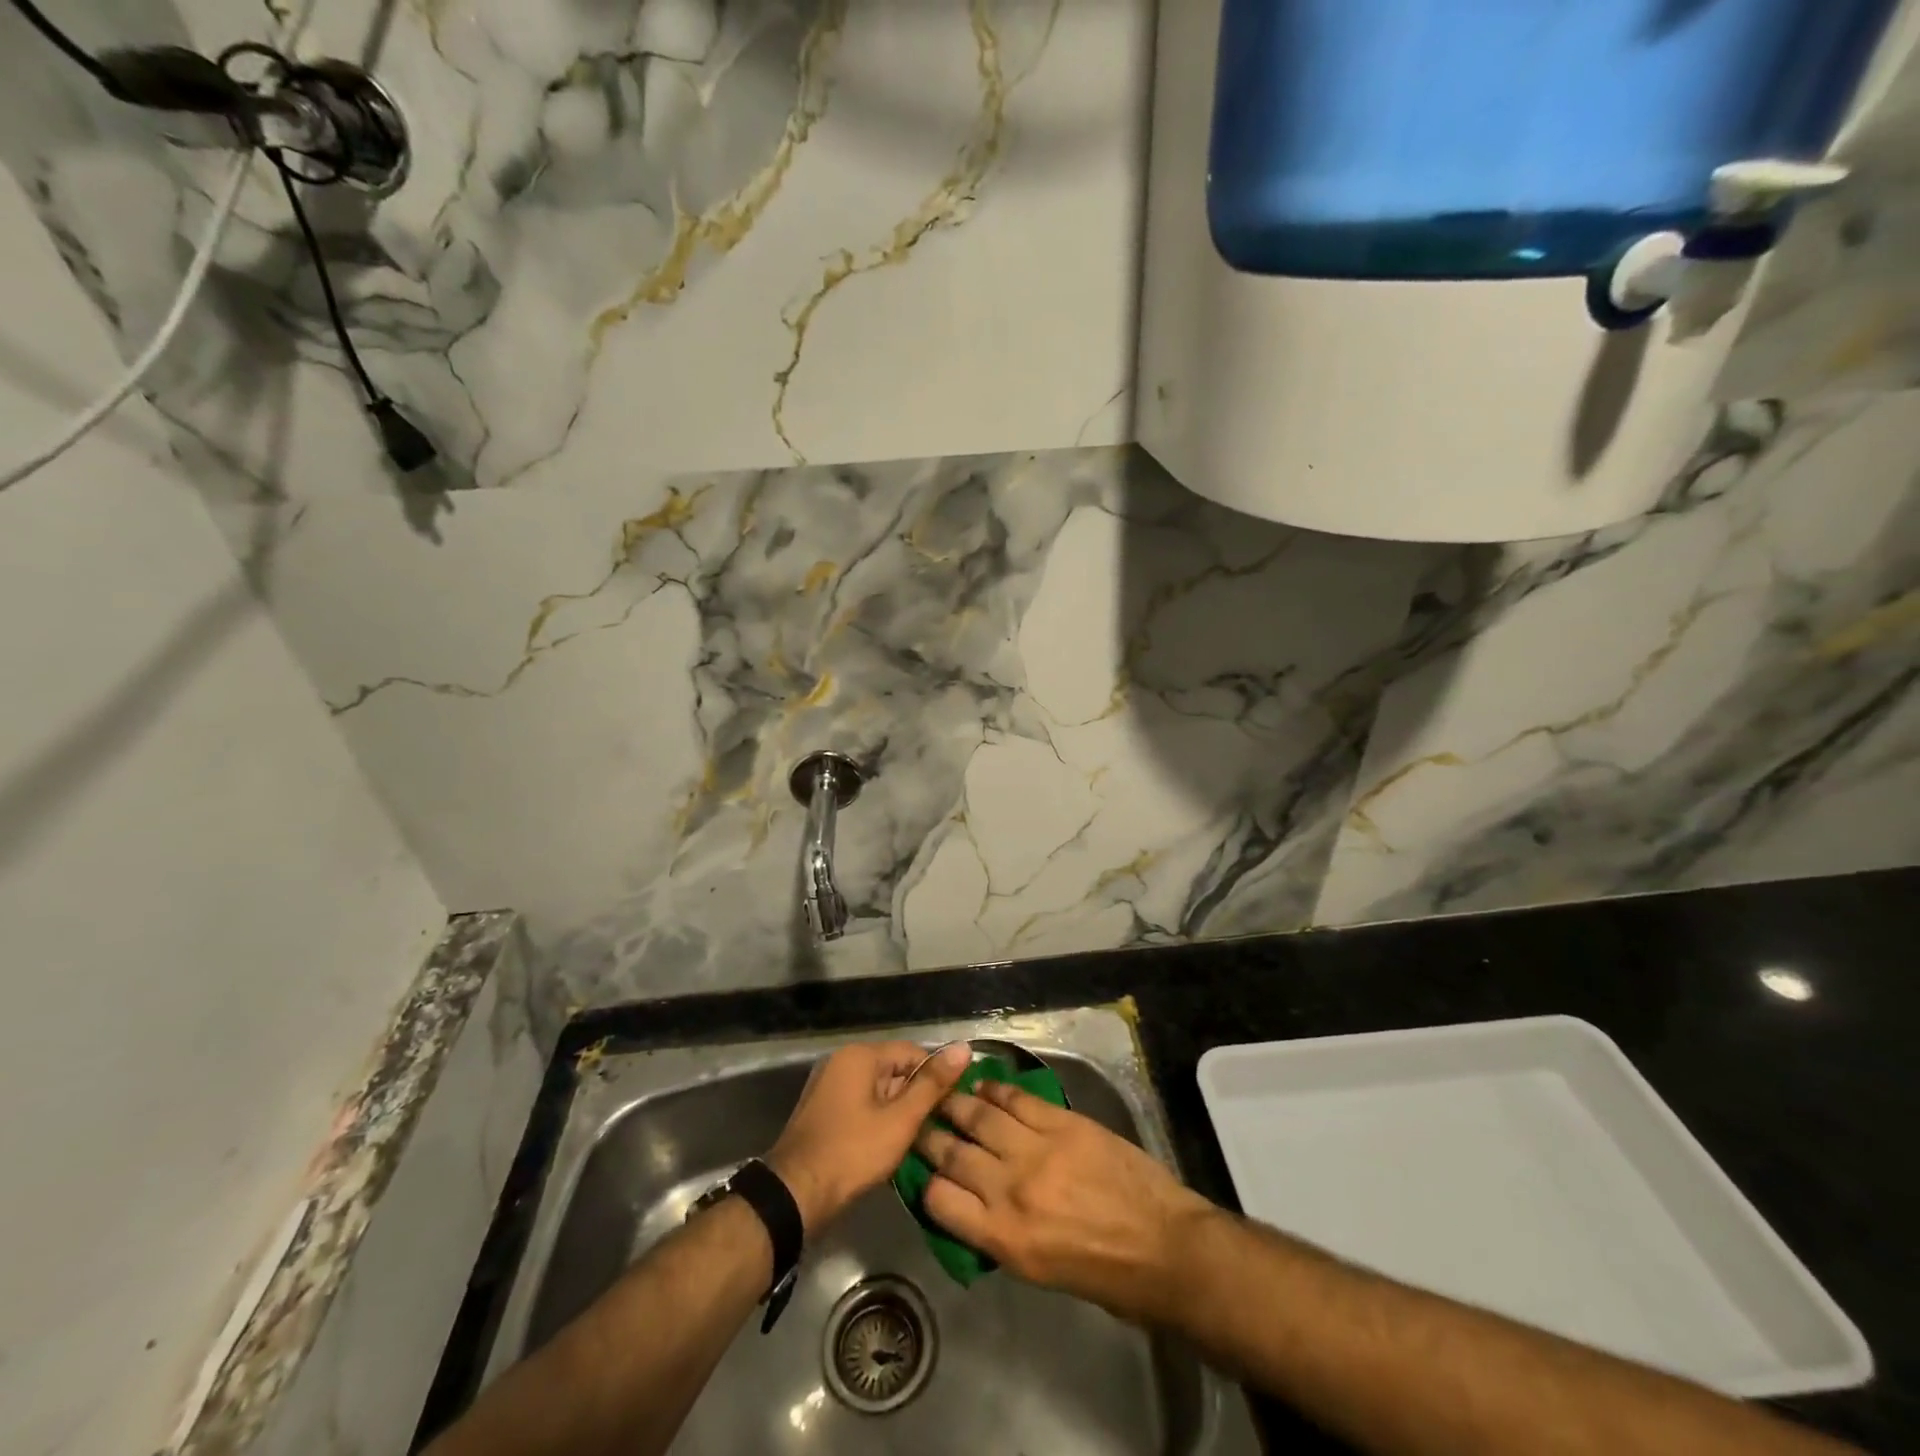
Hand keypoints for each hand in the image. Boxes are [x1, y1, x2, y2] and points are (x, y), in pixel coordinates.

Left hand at [767, 1040, 971, 1232]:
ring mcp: (828, 1086)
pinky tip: (890, 1146)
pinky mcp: (823, 1110)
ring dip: (898, 1111)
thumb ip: (932, 1084)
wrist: (794, 1195)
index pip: (913, 1052)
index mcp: (860, 1055)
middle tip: (938, 1126)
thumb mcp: (900, 1120)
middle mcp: (842, 1061)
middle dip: (916, 1096)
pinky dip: (878, 1120)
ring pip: (878, 1090)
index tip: (955, 1104)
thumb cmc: (852, 1153)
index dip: (937, 1076)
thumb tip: (963, 1047)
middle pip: (894, 1069)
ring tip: (919, 1139)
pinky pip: (861, 1104)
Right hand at [915, 1080, 1214, 1322]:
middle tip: (919, 1121)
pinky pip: (1017, 1099)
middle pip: (953, 1152)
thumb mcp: (1040, 1273)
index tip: (924, 1170)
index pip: (939, 1200)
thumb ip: (1000, 1235)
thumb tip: (974, 1205)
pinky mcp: (1062, 1122)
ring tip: (944, 1094)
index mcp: (1004, 1238)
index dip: (926, 1183)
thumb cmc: (1106, 1276)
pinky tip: (985, 1086)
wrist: (1165, 1247)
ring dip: (956, 1103)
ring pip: (980, 1117)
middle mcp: (1011, 1189)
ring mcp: (1037, 1150)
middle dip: (930, 1135)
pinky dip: (996, 1090)